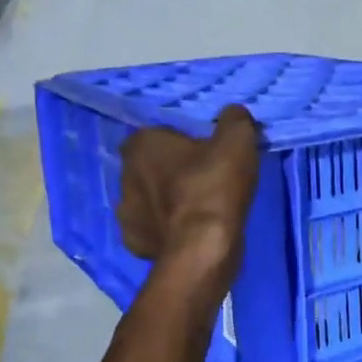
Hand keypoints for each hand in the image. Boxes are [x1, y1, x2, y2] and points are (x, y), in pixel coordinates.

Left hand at [117, 104, 260, 275]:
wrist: (203, 247)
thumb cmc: (214, 186)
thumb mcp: (237, 141)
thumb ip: (234, 120)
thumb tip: (233, 114)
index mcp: (141, 145)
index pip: (155, 134)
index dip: (178, 141)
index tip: (203, 151)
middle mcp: (125, 176)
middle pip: (149, 167)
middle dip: (170, 171)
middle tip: (203, 178)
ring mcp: (126, 214)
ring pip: (147, 200)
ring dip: (166, 202)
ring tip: (198, 209)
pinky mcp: (135, 244)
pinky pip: (151, 230)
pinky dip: (165, 230)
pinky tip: (188, 232)